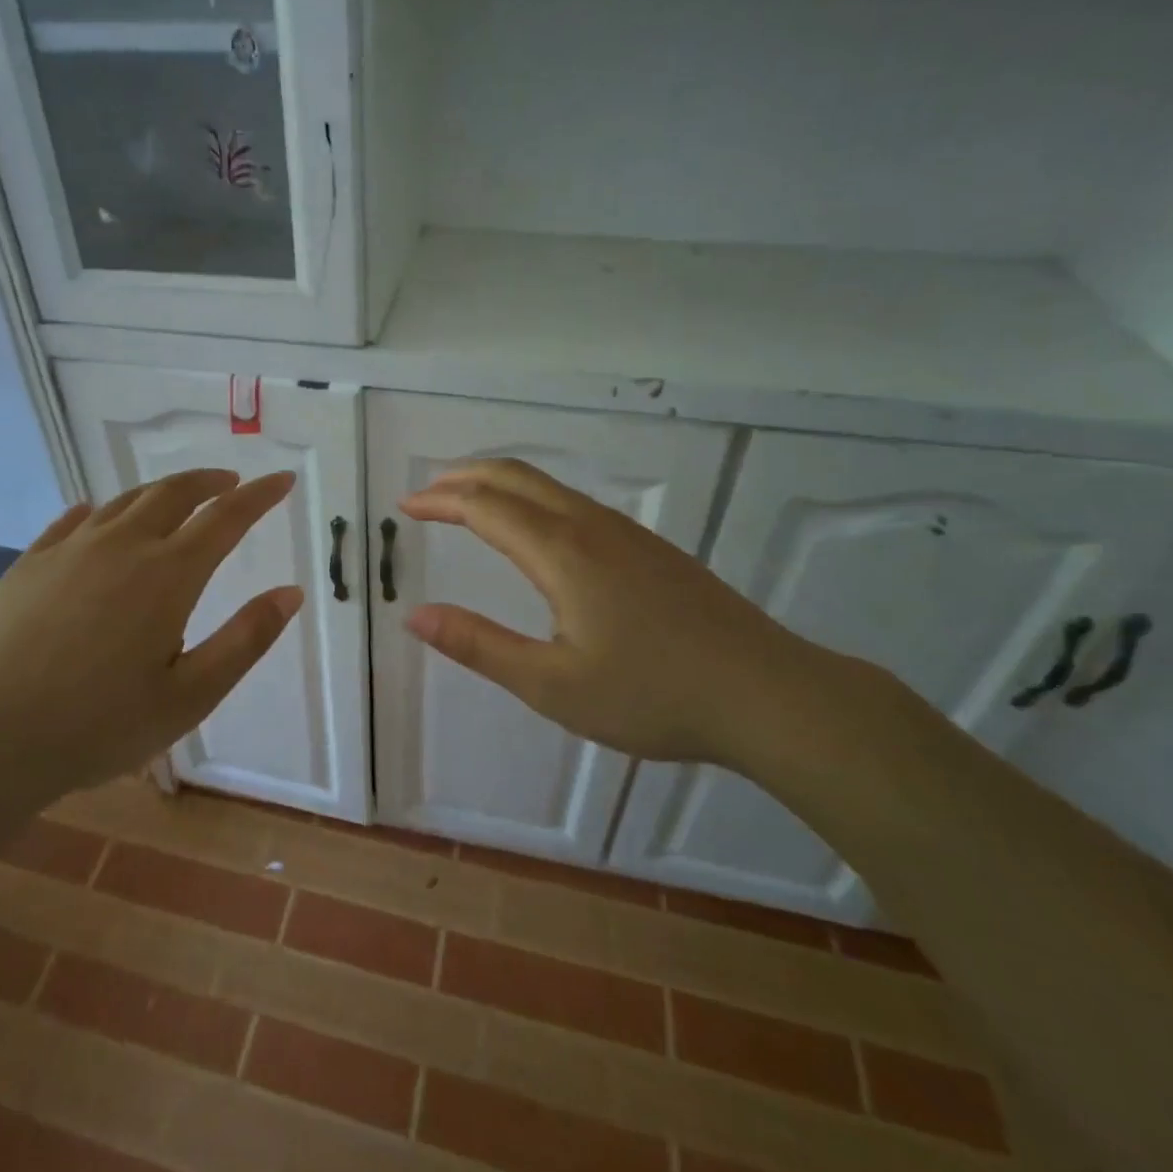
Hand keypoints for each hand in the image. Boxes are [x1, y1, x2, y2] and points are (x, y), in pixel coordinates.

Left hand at [0, 469, 301, 808]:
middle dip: (210, 481)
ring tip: (177, 498)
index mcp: (168, 575)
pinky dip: (98, 510)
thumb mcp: (191, 696)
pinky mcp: (31, 564)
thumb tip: (292, 593)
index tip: (284, 478)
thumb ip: (246, 640)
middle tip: (231, 482)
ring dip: (161, 491)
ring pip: (125, 501)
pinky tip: (95, 515)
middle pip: (174, 493)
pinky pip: (72, 521)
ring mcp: (71, 550)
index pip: (227, 517)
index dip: (261, 495)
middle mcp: (123, 546)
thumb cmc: (101, 725)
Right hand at [400, 459, 857, 766]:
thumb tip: (414, 615)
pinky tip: (536, 529)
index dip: (439, 502)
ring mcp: (626, 532)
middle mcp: (590, 526)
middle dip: (464, 476)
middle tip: (427, 492)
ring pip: (548, 485)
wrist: (768, 694)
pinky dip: (532, 497)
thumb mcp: (552, 685)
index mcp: (560, 552)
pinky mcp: (649, 547)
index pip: (484, 507)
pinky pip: (574, 501)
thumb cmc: (653, 694)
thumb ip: (479, 646)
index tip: (405, 507)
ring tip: (469, 501)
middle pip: (515, 477)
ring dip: (499, 483)